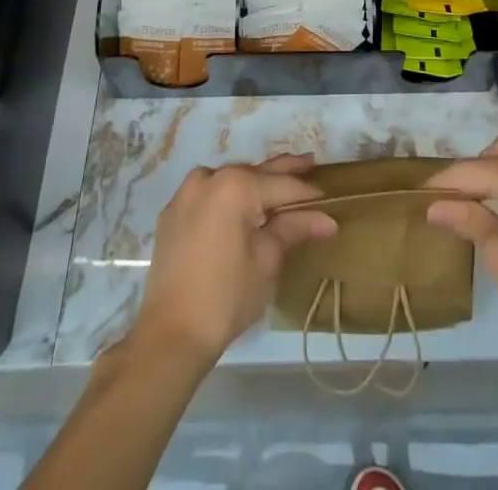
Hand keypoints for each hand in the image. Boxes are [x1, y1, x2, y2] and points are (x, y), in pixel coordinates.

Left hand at [128, 153, 337, 367]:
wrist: (170, 335)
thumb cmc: (226, 297)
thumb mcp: (267, 261)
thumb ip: (294, 229)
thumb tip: (326, 219)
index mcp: (235, 185)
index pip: (281, 185)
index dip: (307, 192)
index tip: (328, 195)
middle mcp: (209, 177)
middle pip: (255, 174)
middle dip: (283, 172)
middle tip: (309, 162)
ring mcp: (186, 193)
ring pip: (230, 181)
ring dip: (254, 183)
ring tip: (279, 182)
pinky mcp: (173, 212)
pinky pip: (209, 195)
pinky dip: (228, 197)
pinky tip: (243, 205)